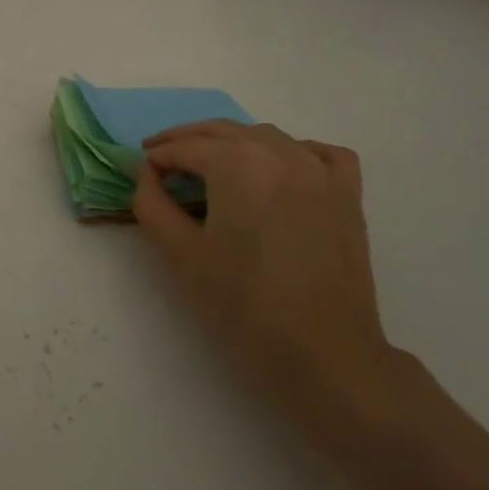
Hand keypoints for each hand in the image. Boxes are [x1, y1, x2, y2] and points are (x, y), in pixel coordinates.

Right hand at [133, 121, 401, 431]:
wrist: (325, 358)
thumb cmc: (244, 307)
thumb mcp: (180, 255)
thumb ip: (152, 203)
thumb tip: (147, 172)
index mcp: (237, 164)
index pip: (185, 147)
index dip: (157, 156)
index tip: (141, 170)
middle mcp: (279, 153)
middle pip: (222, 131)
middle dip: (187, 141)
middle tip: (160, 158)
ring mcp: (320, 171)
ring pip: (265, 136)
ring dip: (231, 143)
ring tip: (209, 167)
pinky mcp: (348, 195)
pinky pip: (318, 153)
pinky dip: (292, 151)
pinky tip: (279, 170)